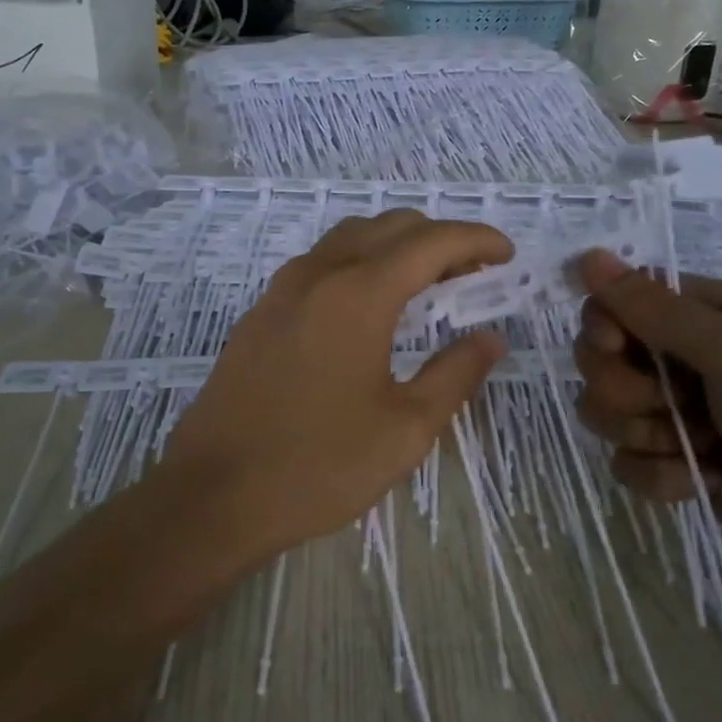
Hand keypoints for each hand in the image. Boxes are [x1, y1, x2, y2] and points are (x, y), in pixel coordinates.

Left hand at [160, 213, 511, 557]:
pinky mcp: (260, 313)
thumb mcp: (405, 428)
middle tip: (473, 273)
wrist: (214, 495)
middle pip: (389, 227)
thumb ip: (455, 374)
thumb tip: (490, 339)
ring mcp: (281, 290)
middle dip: (439, 239)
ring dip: (395, 246)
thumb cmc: (318, 465)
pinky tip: (370, 307)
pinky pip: (320, 263)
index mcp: (358, 294)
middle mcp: (317, 274)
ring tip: (427, 284)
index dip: (475, 239)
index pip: (430, 242)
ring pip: (349, 238)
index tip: (507, 254)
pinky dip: (359, 263)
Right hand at [572, 250, 721, 618]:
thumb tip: (587, 256)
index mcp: (713, 317)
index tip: (613, 347)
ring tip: (697, 450)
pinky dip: (661, 477)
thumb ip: (653, 309)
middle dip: (624, 388)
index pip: (622, 302)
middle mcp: (694, 361)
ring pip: (611, 414)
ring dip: (644, 435)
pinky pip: (631, 464)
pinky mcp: (686, 469)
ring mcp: (689, 418)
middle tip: (667, 407)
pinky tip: (704, 484)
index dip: (604, 324)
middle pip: (606, 360)